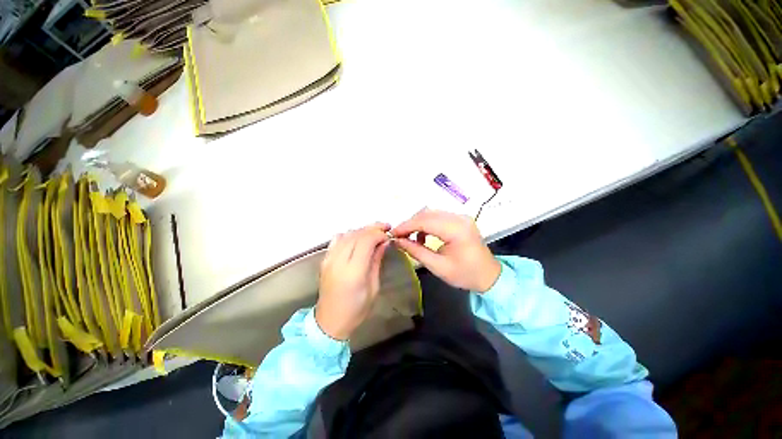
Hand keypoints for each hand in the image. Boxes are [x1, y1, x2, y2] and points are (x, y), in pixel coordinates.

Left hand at [316, 223, 390, 339]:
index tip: (388, 236)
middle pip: (356, 234)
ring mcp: (329, 259)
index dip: (378, 234)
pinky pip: (336, 240)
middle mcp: (339, 262)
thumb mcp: (374, 287)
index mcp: (353, 272)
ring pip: (347, 234)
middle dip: (372, 228)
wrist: (329, 321)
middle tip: (385, 228)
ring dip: (362, 230)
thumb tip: (383, 243)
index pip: (366, 241)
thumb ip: (376, 261)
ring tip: (374, 232)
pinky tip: (357, 238)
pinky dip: (349, 234)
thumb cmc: (356, 309)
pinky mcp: (325, 260)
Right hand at [392, 209, 499, 292]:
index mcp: (457, 230)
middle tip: (398, 235)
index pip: (425, 221)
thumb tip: (397, 241)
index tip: (393, 233)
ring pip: (432, 213)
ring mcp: (461, 217)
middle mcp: (459, 218)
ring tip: (408, 236)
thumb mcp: (438, 267)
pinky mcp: (460, 219)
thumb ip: (416, 251)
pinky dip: (427, 224)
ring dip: (417, 223)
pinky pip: (438, 216)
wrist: (489, 275)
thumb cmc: (465, 274)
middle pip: (427, 213)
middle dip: (410, 223)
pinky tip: (423, 236)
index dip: (406, 226)